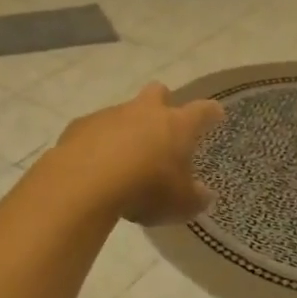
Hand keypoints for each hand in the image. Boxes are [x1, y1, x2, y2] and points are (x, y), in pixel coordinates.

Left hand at [47, 83, 223, 226]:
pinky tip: (94, 164)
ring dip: (126, 129)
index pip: (201, 111)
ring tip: (124, 159)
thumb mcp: (180, 204)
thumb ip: (195, 198)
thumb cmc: (145, 189)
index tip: (215, 114)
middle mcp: (144, 111)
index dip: (210, 113)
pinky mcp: (81, 125)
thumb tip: (204, 194)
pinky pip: (94, 129)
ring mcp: (110, 114)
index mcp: (176, 125)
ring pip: (123, 112)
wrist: (86, 182)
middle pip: (157, 92)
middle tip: (163, 125)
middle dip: (162, 102)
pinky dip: (98, 142)